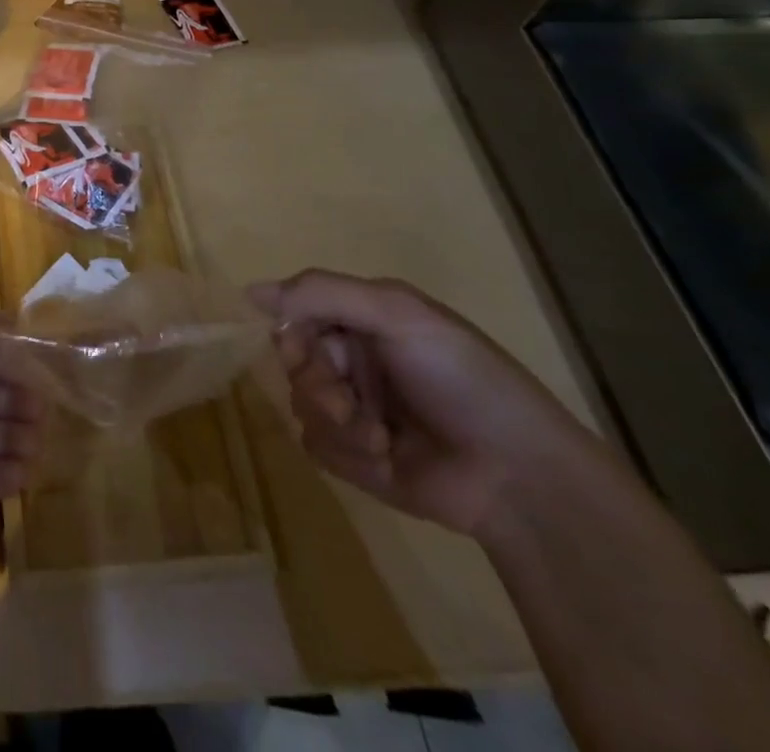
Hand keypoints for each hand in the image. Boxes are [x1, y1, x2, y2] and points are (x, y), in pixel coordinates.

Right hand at [248, 270, 604, 540]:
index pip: (295, 313)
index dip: (291, 332)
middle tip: (346, 400)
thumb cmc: (461, 379)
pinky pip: (316, 446)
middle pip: (293, 361)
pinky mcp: (356, 458)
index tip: (304, 348)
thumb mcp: (397, 313)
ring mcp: (354, 409)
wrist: (519, 477)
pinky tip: (385, 459)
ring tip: (379, 437)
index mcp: (362, 320)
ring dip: (336, 422)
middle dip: (316, 383)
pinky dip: (346, 453)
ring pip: (300, 405)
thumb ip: (323, 293)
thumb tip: (250, 292)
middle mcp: (353, 360)